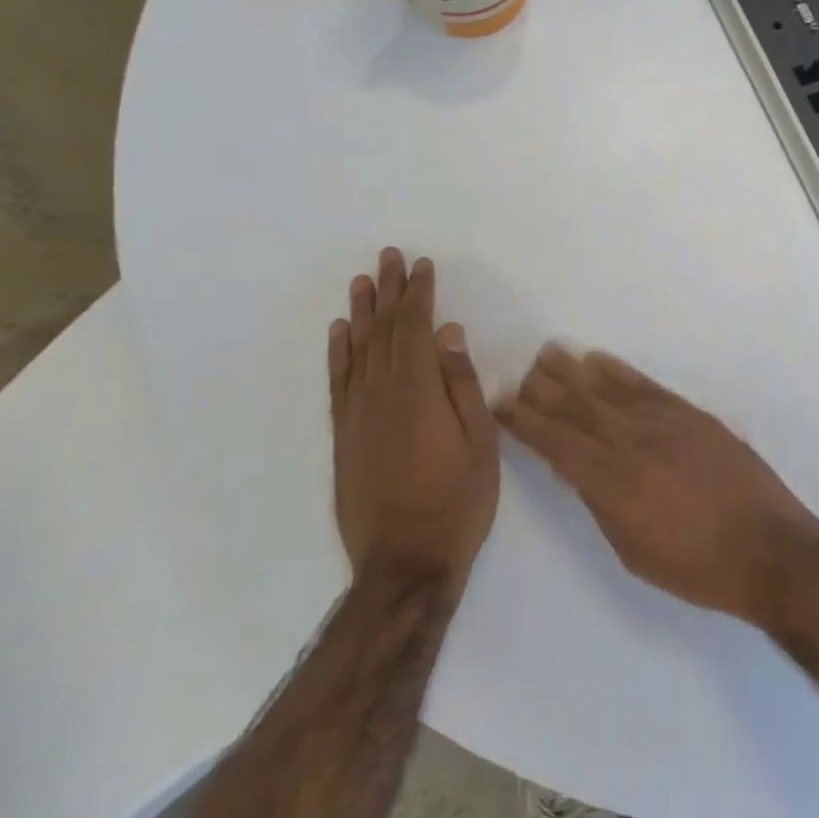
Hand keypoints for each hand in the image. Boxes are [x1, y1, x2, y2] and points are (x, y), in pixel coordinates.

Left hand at [330, 249, 498, 590]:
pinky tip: (340, 333)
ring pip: (357, 350)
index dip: (420, 293)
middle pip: (384, 330)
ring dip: (361, 313)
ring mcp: (357, 414)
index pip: (417, 327)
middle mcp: (380, 392)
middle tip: (389, 257)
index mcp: (418, 390)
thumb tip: (450, 334)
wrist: (405, 560)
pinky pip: (338, 381)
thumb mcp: (480, 443)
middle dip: (389, 291)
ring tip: (362, 281)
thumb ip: (462, 384)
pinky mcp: (343, 435)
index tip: (422, 265)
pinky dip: (338, 352)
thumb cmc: (457, 502)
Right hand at [496, 346, 818, 621]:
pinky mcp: (691, 414)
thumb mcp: (632, 550)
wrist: (768, 548)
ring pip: (607, 389)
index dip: (525, 423)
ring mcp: (663, 422)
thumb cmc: (696, 567)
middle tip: (520, 373)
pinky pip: (646, 385)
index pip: (555, 442)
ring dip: (574, 370)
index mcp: (611, 481)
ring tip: (549, 353)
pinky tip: (599, 360)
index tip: (502, 406)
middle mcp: (631, 442)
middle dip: (544, 389)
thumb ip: (598, 503)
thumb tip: (571, 468)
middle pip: (577, 407)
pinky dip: (619, 371)